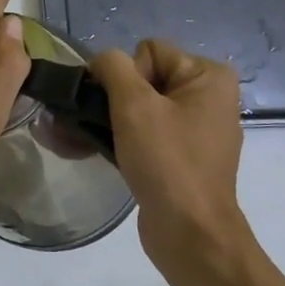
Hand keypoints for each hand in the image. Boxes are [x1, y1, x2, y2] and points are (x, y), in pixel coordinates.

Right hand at [88, 40, 258, 279]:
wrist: (190, 233)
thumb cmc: (166, 162)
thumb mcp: (134, 105)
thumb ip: (113, 68)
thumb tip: (101, 61)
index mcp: (209, 77)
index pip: (148, 52)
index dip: (125, 76)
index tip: (124, 110)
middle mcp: (209, 97)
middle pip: (142, 78)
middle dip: (111, 100)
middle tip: (91, 125)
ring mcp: (197, 130)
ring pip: (139, 108)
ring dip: (108, 121)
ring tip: (76, 137)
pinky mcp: (182, 157)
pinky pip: (145, 134)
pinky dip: (121, 140)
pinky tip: (94, 151)